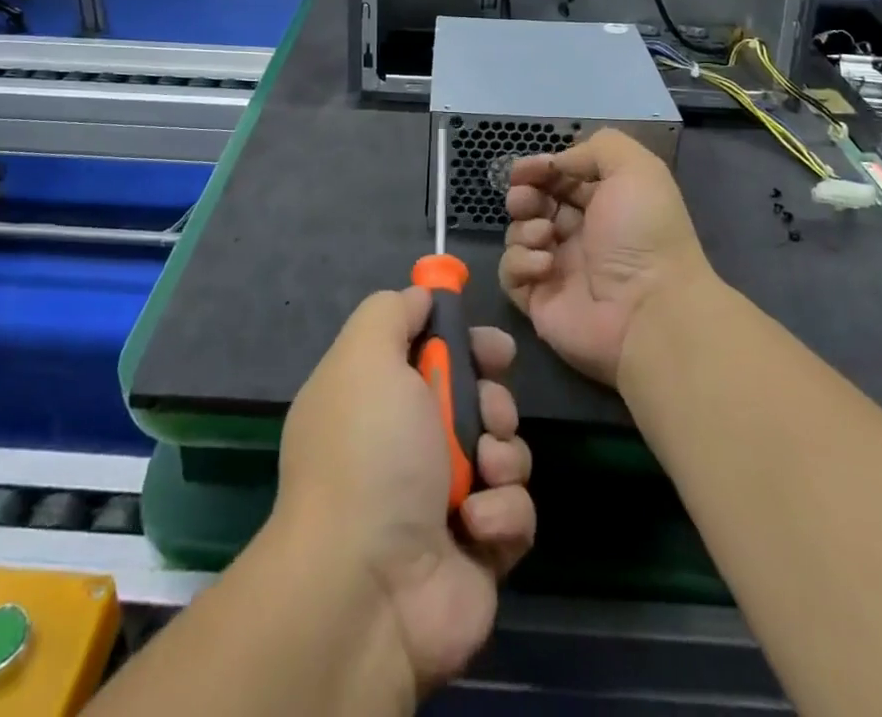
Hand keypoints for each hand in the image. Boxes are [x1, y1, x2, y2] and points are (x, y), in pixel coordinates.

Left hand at [275, 287, 535, 696]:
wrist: (367, 585)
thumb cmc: (369, 451)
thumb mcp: (366, 356)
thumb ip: (392, 312)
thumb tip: (421, 296)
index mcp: (378, 397)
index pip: (433, 353)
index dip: (466, 344)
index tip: (491, 347)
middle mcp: (409, 445)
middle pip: (478, 398)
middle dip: (493, 398)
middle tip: (488, 413)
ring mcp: (445, 498)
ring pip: (505, 450)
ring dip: (502, 454)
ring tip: (482, 469)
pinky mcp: (480, 549)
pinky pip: (515, 510)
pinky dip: (503, 511)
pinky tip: (477, 523)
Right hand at [500, 128, 713, 385]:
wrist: (649, 311)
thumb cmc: (644, 233)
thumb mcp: (636, 169)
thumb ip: (597, 148)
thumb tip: (557, 163)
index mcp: (604, 203)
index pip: (560, 178)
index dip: (540, 168)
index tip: (527, 168)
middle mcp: (580, 233)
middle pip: (534, 203)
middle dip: (524, 194)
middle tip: (527, 199)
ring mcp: (558, 268)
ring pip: (518, 234)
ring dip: (524, 227)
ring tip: (545, 234)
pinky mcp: (538, 299)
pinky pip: (511, 273)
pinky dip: (521, 262)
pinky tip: (546, 265)